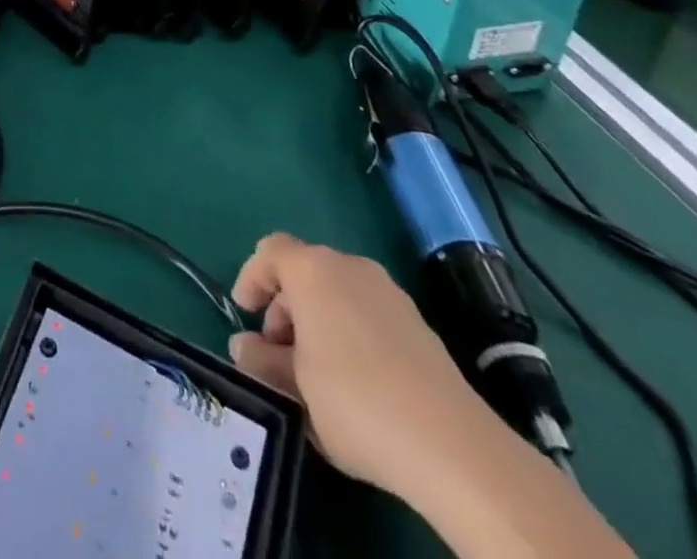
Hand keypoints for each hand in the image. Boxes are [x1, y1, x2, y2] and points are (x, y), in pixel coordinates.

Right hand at [228, 233, 495, 503]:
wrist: (453, 446)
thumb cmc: (355, 401)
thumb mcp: (293, 387)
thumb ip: (261, 361)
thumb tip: (244, 347)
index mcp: (312, 269)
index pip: (270, 251)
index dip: (251, 277)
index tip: (245, 314)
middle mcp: (349, 266)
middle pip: (303, 272)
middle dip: (284, 308)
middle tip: (278, 355)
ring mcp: (389, 292)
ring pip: (337, 294)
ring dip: (317, 322)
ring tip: (314, 375)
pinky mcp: (418, 323)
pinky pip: (366, 313)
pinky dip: (349, 333)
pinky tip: (356, 383)